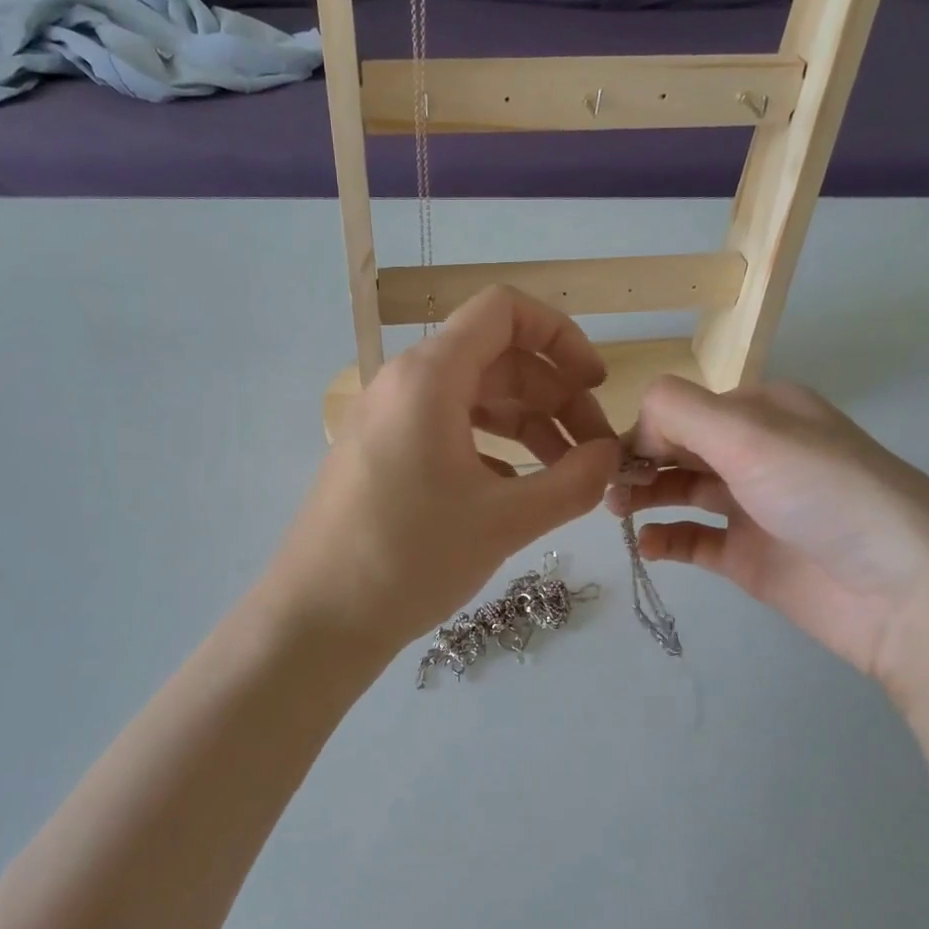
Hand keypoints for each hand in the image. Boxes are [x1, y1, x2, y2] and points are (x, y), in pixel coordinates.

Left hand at [274, 288, 623, 654]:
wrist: (318, 618)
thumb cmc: (411, 559)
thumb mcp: (505, 521)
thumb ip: (573, 482)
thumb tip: (611, 457)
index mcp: (430, 377)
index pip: (504, 310)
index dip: (560, 336)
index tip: (594, 384)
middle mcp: (404, 384)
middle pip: (496, 359)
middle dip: (554, 396)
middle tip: (592, 452)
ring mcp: (387, 420)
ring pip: (473, 398)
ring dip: (527, 425)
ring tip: (565, 474)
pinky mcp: (380, 455)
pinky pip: (447, 430)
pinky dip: (491, 448)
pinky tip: (516, 492)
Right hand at [613, 377, 928, 697]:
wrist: (905, 593)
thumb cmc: (826, 495)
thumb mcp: (751, 435)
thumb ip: (681, 413)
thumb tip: (634, 426)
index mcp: (764, 412)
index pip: (684, 408)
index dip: (647, 429)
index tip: (616, 458)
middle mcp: (758, 453)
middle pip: (680, 448)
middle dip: (639, 462)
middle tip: (608, 490)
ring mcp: (755, 507)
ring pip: (683, 491)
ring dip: (646, 496)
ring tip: (616, 513)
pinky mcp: (752, 558)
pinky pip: (696, 541)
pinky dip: (667, 539)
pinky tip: (647, 546)